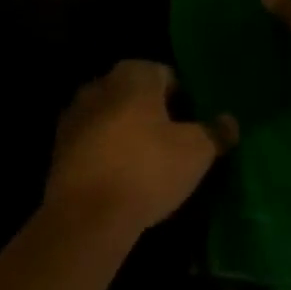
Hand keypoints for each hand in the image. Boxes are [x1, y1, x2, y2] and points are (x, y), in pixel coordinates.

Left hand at [45, 61, 236, 236]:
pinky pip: (93, 141)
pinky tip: (121, 178)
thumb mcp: (196, 152)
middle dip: (153, 114)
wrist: (86, 216)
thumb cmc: (147, 169)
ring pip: (112, 116)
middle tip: (174, 145)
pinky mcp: (59, 145)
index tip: (193, 128)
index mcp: (134, 74)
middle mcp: (101, 83)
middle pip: (137, 94)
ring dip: (127, 132)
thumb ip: (215, 132)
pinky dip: (106, 152)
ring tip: (148, 165)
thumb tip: (230, 121)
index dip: (184, 100)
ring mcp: (75, 113)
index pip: (167, 75)